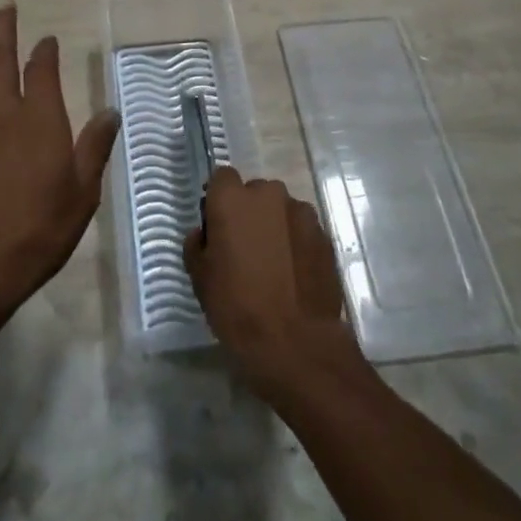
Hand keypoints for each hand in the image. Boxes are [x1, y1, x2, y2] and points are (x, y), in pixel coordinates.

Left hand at [0, 3, 119, 320]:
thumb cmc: (39, 231)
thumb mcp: (83, 192)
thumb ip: (95, 147)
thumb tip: (110, 110)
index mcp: (40, 120)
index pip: (42, 71)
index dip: (45, 51)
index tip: (47, 40)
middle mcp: (1, 114)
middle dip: (2, 29)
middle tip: (3, 5)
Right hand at [186, 168, 363, 397]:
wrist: (295, 342)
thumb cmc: (237, 307)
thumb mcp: (200, 278)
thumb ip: (197, 244)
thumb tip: (203, 234)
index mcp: (232, 198)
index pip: (222, 178)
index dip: (218, 200)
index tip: (218, 227)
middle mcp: (268, 194)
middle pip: (254, 193)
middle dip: (249, 212)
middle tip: (245, 249)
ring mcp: (301, 212)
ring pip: (281, 210)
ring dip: (275, 226)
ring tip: (273, 264)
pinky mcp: (323, 234)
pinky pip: (302, 229)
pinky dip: (296, 243)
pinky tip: (293, 274)